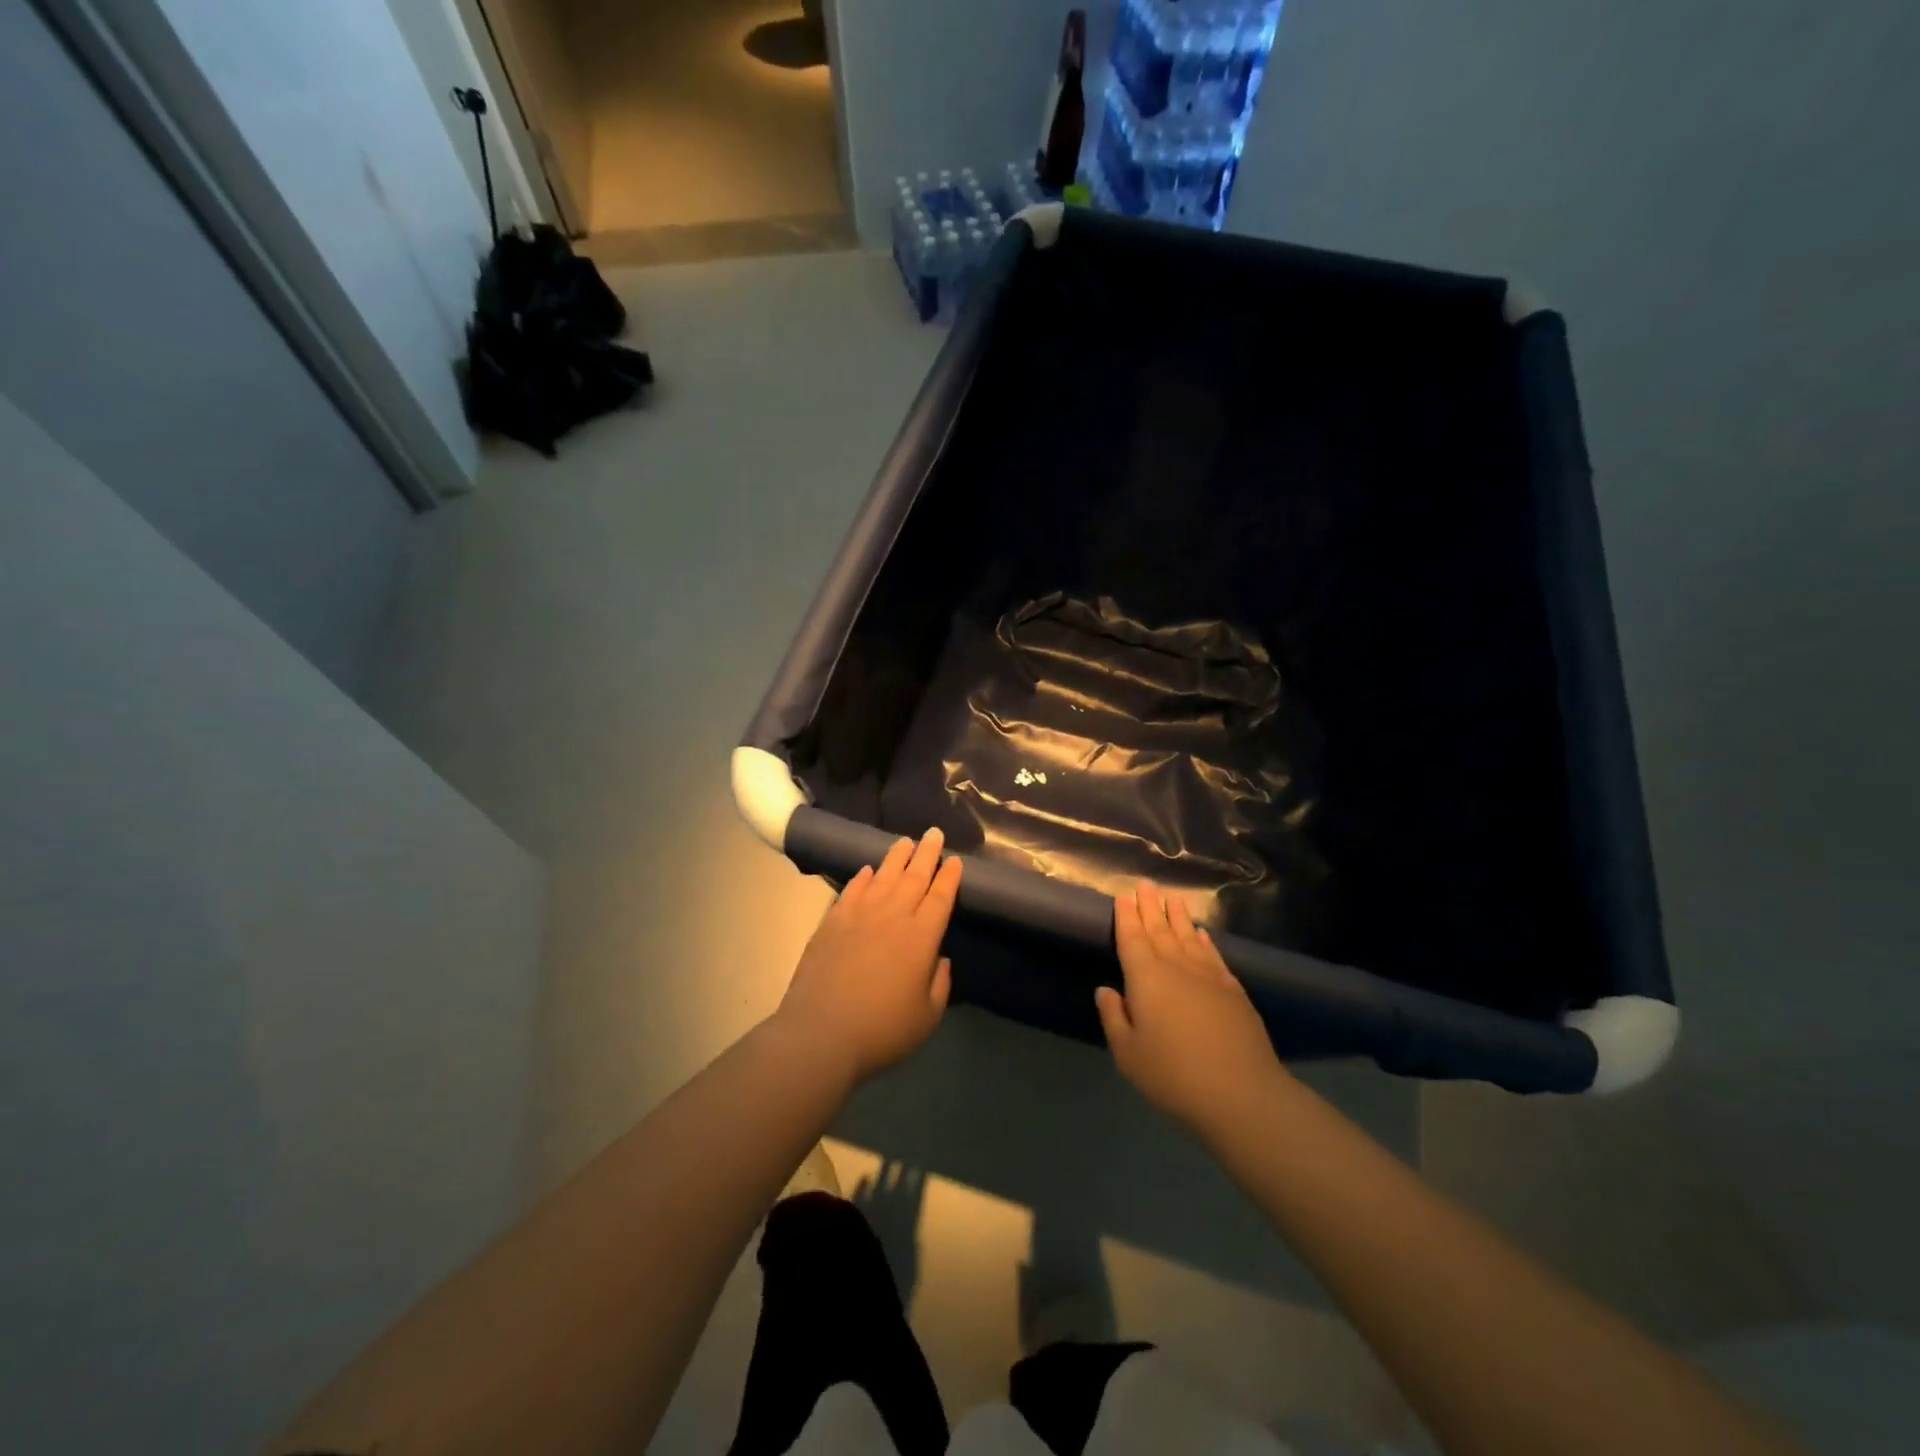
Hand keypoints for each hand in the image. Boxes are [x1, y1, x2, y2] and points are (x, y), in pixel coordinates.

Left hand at [776, 828, 962, 1084]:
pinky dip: (862, 877)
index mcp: (921, 938)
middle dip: (927, 853)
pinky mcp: (832, 922)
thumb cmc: (882, 1030)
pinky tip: (867, 870)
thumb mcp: (927, 1017)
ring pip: (883, 876)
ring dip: (897, 857)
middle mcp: (893, 917)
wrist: (820, 1033)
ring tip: (905, 841)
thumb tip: (940, 959)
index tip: (955, 859)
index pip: (940, 897)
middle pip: (914, 877)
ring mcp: (859, 916)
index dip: (949, 877)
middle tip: (934, 832)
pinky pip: (851, 890)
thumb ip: (940, 984)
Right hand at [1095, 882, 1288, 1134]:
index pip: (1132, 938)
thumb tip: (1105, 990)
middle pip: (1160, 930)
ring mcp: (1208, 976)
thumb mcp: (1128, 1054)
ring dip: (1179, 916)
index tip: (1124, 895)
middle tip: (1146, 884)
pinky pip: (1214, 956)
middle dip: (1151, 907)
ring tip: (1173, 897)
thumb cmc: (1173, 1074)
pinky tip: (1203, 934)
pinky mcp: (1233, 990)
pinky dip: (1206, 941)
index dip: (1127, 916)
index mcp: (1146, 978)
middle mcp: (1176, 967)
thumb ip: (1114, 1018)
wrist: (1241, 1093)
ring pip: (1188, 937)